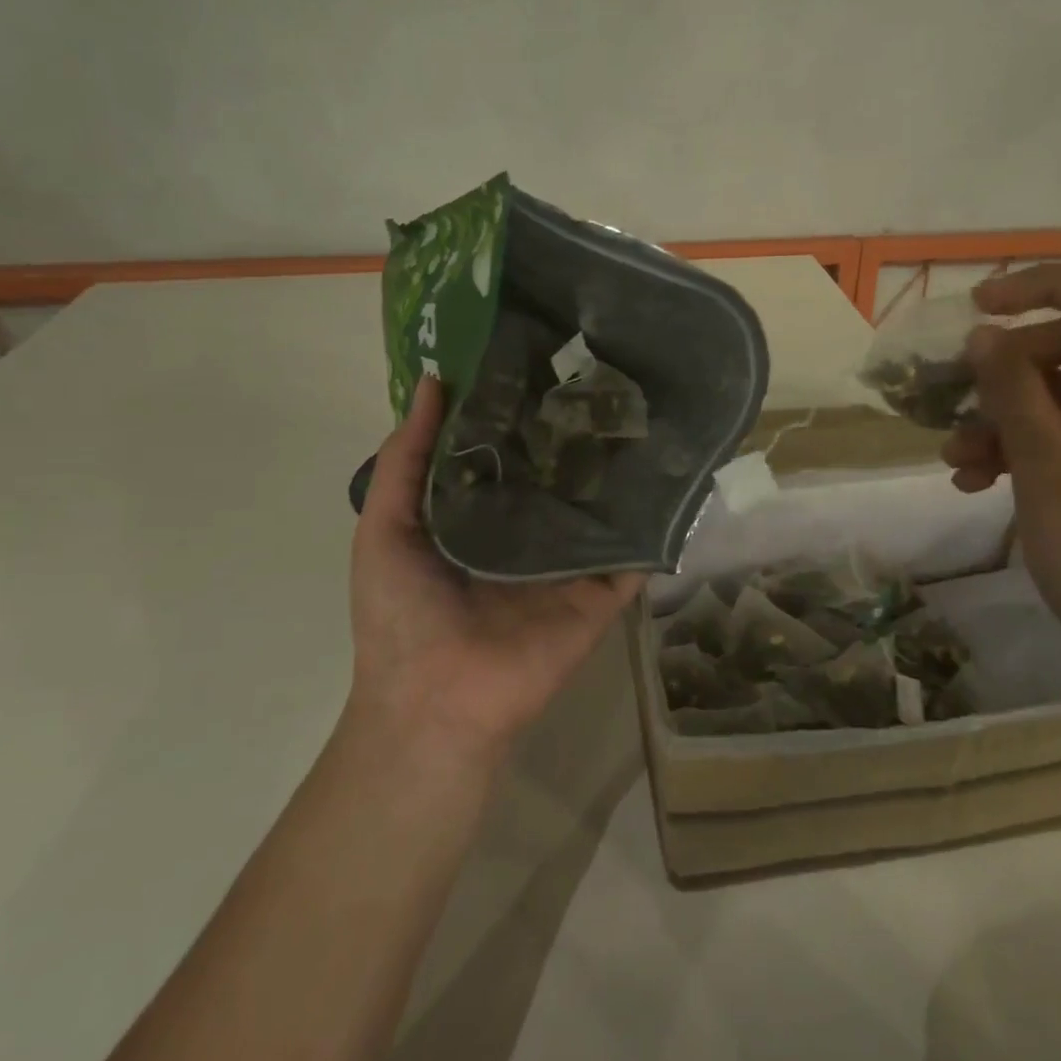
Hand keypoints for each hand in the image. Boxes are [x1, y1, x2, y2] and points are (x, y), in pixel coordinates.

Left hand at [347, 374, 644, 766]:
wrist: (435, 702)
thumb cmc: (400, 613)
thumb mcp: (385, 527)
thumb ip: (404, 459)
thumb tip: (433, 382)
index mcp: (479, 515)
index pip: (509, 452)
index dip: (521, 410)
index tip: (545, 358)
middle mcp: (528, 532)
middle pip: (560, 475)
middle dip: (576, 432)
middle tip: (605, 374)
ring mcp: (569, 563)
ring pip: (601, 507)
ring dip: (620, 469)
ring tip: (647, 409)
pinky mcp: (602, 592)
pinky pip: (633, 553)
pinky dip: (655, 523)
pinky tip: (676, 474)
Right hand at [942, 264, 1060, 663]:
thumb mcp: (1049, 464)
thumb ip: (1013, 390)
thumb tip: (983, 335)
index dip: (1045, 286)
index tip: (979, 309)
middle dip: (1003, 372)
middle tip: (950, 398)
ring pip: (1057, 402)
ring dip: (998, 420)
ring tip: (954, 460)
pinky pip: (1059, 444)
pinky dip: (1015, 454)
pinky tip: (973, 484)